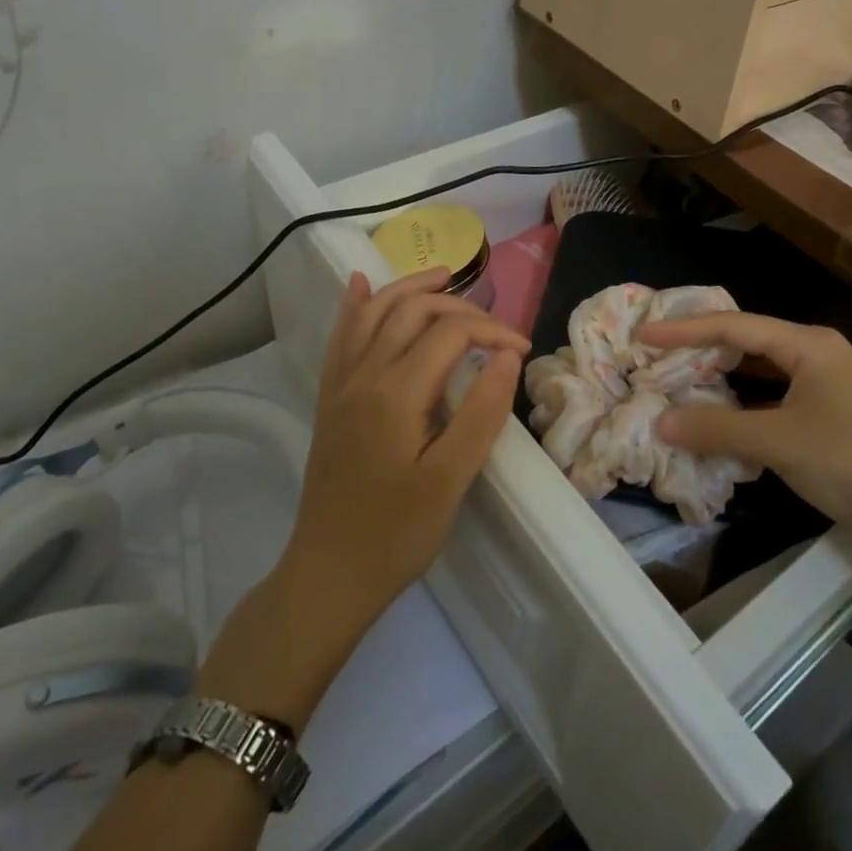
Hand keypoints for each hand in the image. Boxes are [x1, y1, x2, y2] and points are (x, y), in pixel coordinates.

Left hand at [287, 267, 527, 627]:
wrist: (329, 575)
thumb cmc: (396, 534)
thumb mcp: (451, 480)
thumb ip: (481, 413)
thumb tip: (505, 356)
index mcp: (396, 392)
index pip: (450, 334)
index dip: (492, 332)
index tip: (522, 351)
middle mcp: (363, 375)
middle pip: (413, 312)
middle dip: (459, 306)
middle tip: (495, 326)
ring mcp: (341, 385)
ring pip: (374, 313)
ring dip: (410, 288)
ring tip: (442, 275)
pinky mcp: (330, 399)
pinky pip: (342, 336)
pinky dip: (356, 305)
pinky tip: (361, 285)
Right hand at [637, 312, 851, 567]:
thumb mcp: (778, 441)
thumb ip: (716, 428)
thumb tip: (660, 422)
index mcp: (807, 344)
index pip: (733, 327)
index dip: (684, 330)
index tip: (644, 336)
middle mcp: (816, 354)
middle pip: (747, 344)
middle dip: (702, 352)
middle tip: (657, 359)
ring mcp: (826, 386)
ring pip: (761, 374)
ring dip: (723, 381)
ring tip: (680, 384)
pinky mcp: (831, 416)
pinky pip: (775, 399)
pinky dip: (745, 406)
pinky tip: (722, 421)